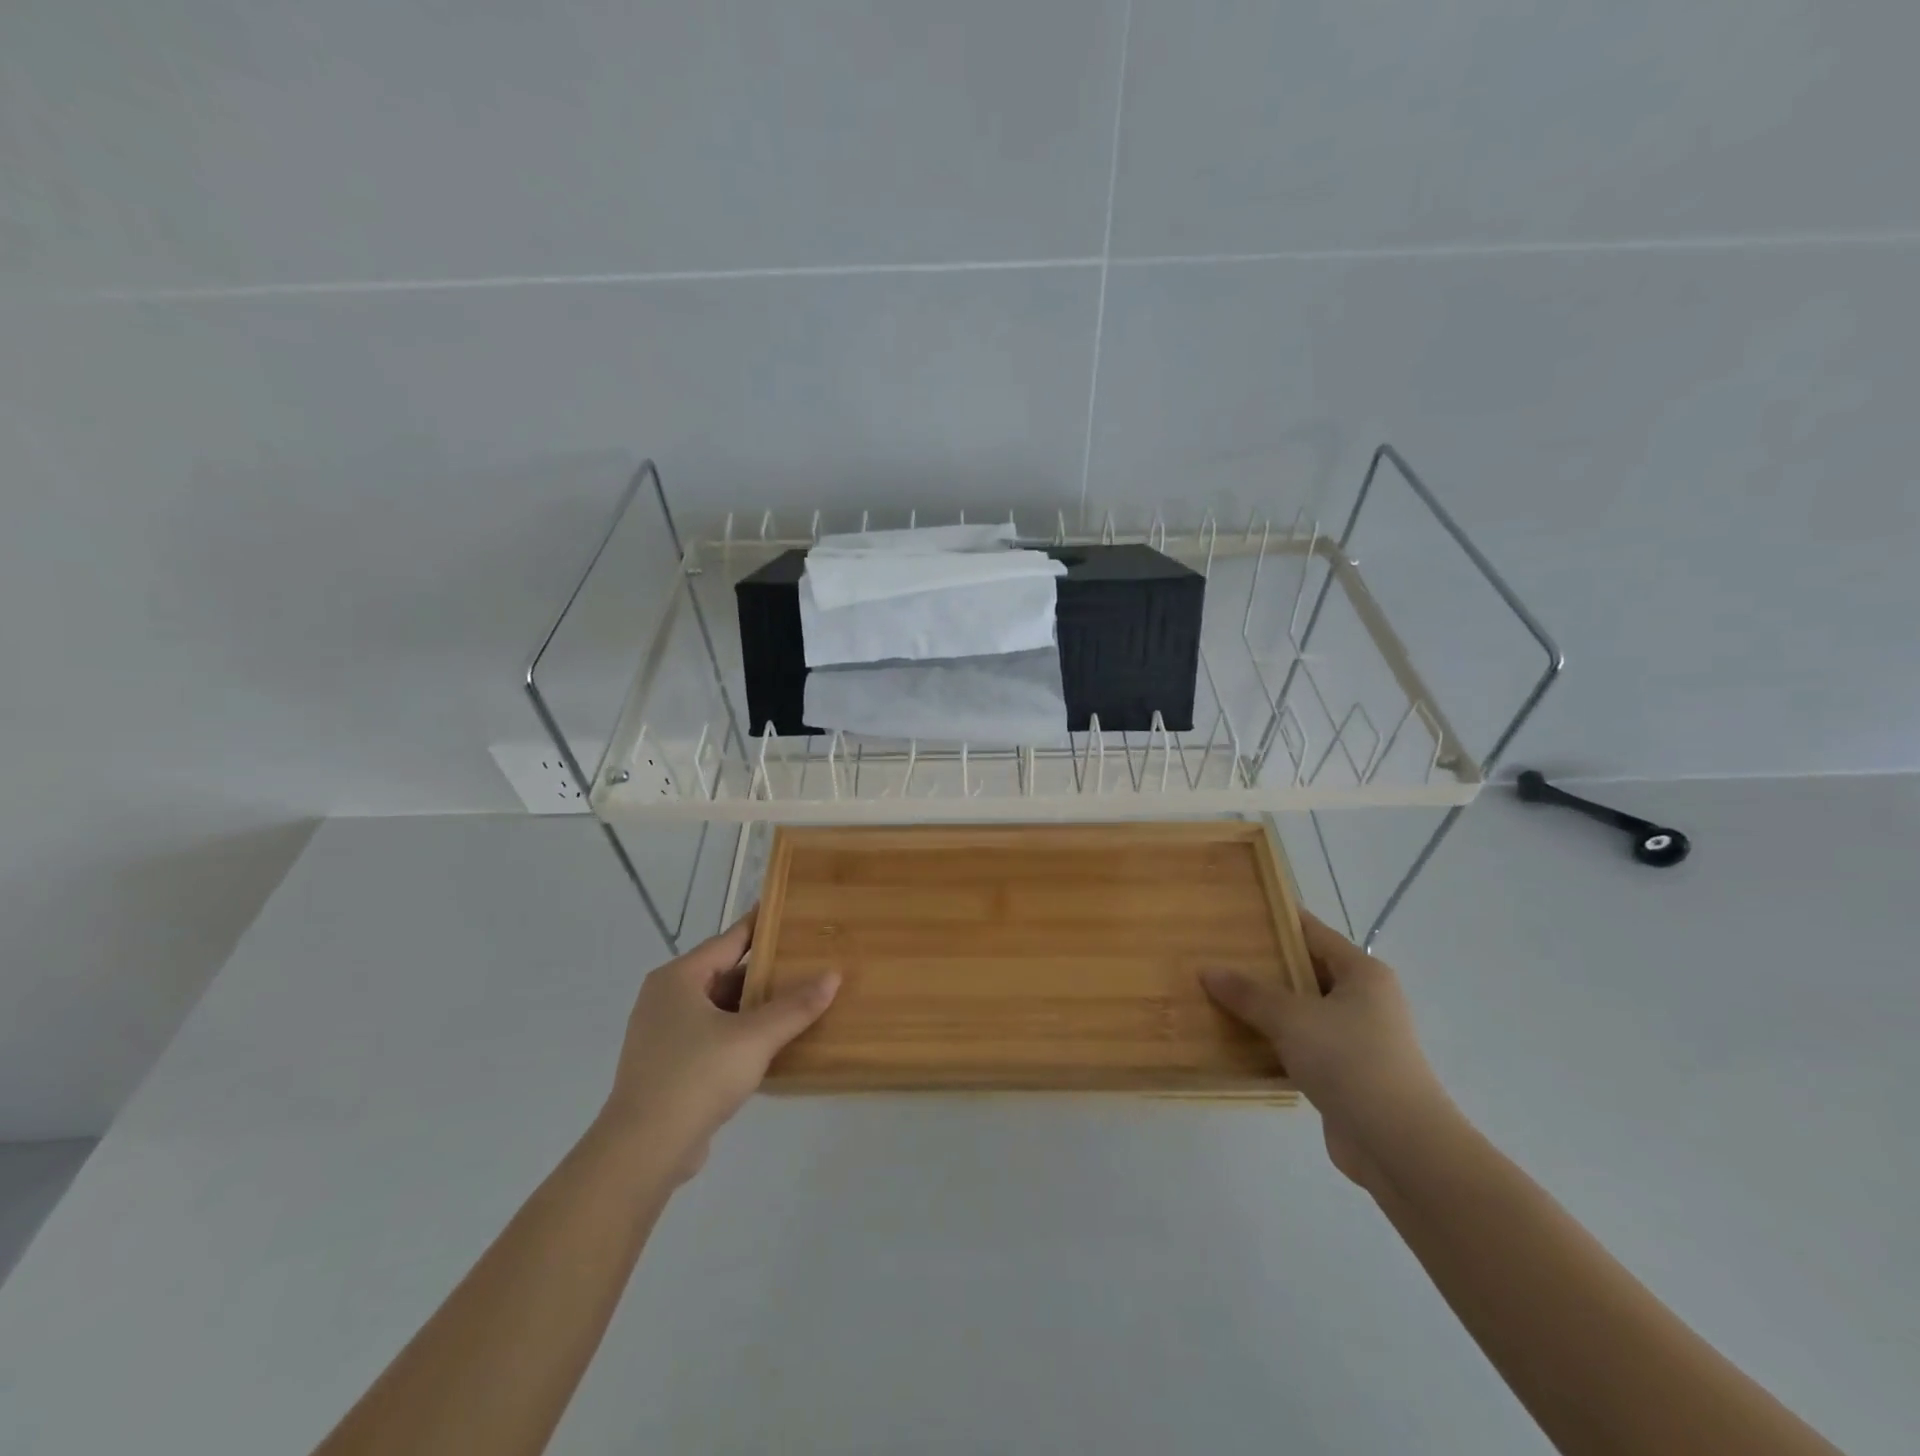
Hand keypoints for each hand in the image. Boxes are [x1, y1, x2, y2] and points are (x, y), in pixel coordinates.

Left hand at [601, 909, 837, 1181]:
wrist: (643, 1150)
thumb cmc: (696, 1076)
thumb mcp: (755, 1037)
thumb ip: (795, 1006)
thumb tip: (833, 975)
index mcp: (679, 978)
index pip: (730, 940)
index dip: (762, 927)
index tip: (791, 913)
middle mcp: (665, 998)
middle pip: (725, 975)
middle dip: (765, 974)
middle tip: (807, 965)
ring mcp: (662, 1034)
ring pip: (718, 1008)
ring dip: (753, 1008)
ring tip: (797, 1003)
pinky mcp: (666, 1066)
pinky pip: (711, 1036)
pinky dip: (738, 1034)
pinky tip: (770, 1044)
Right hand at [1202, 913, 1451, 1187]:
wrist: (1399, 1146)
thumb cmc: (1350, 1062)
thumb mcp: (1291, 1018)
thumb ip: (1248, 993)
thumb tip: (1207, 970)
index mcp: (1362, 973)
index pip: (1312, 932)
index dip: (1275, 920)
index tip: (1234, 913)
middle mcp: (1364, 1000)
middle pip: (1305, 971)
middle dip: (1262, 966)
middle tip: (1215, 955)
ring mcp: (1357, 1039)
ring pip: (1301, 1011)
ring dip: (1265, 1008)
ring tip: (1217, 995)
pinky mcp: (1346, 1074)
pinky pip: (1301, 1046)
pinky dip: (1274, 1042)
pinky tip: (1238, 1041)